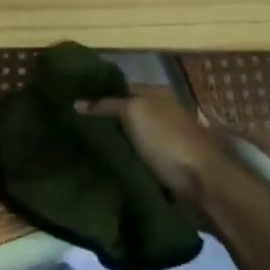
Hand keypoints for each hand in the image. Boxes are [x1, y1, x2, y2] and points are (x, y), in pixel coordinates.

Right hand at [77, 86, 228, 210]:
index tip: (69, 102)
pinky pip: (134, 156)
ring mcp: (163, 138)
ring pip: (128, 136)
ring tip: (78, 144)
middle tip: (68, 124)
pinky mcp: (163, 163)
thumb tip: (76, 102)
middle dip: (101, 118)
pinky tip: (99, 162)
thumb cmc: (167, 139)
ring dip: (110, 141)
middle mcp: (161, 112)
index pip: (119, 87)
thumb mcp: (133, 113)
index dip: (95, 93)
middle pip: (123, 112)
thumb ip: (106, 105)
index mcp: (156, 93)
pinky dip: (120, 158)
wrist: (201, 182)